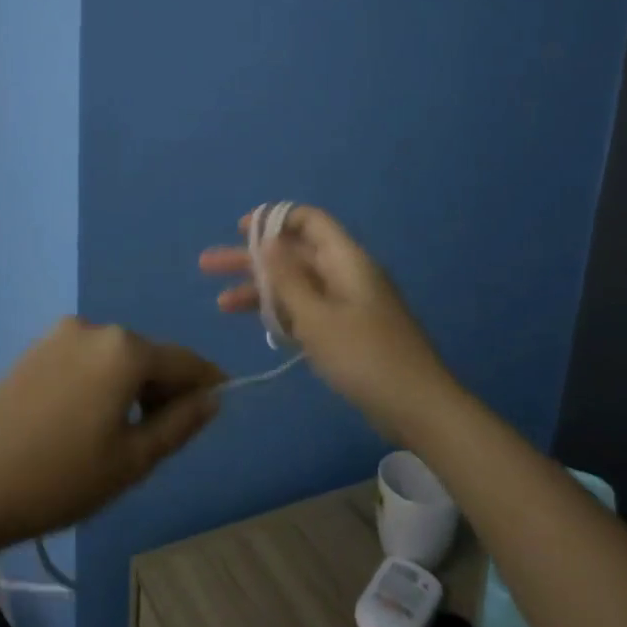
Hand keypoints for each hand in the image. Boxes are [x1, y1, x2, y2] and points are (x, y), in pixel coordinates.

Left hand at [0, 317, 224, 553]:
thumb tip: (211, 398)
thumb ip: (180, 423)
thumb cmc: (60, 478)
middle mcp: (93, 328)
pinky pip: (85, 361)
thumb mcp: (132, 460)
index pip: (183, 361)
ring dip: (131, 386)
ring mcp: (58, 336)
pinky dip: (101, 382)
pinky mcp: (33, 351)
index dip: (206, 381)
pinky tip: (89, 421)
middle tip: (168, 433)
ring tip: (126, 433)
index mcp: (124, 349)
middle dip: (165, 387)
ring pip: (115, 358)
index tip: (222, 399)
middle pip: (147, 355)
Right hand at [199, 205, 457, 438]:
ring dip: (260, 290)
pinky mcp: (348, 331)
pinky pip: (308, 310)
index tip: (239, 230)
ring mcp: (348, 304)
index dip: (273, 219)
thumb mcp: (317, 317)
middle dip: (252, 259)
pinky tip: (258, 325)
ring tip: (221, 303)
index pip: (309, 221)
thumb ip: (288, 279)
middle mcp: (346, 274)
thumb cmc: (364, 356)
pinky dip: (282, 313)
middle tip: (208, 265)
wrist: (418, 408)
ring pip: (297, 285)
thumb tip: (267, 242)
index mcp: (346, 260)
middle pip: (294, 254)